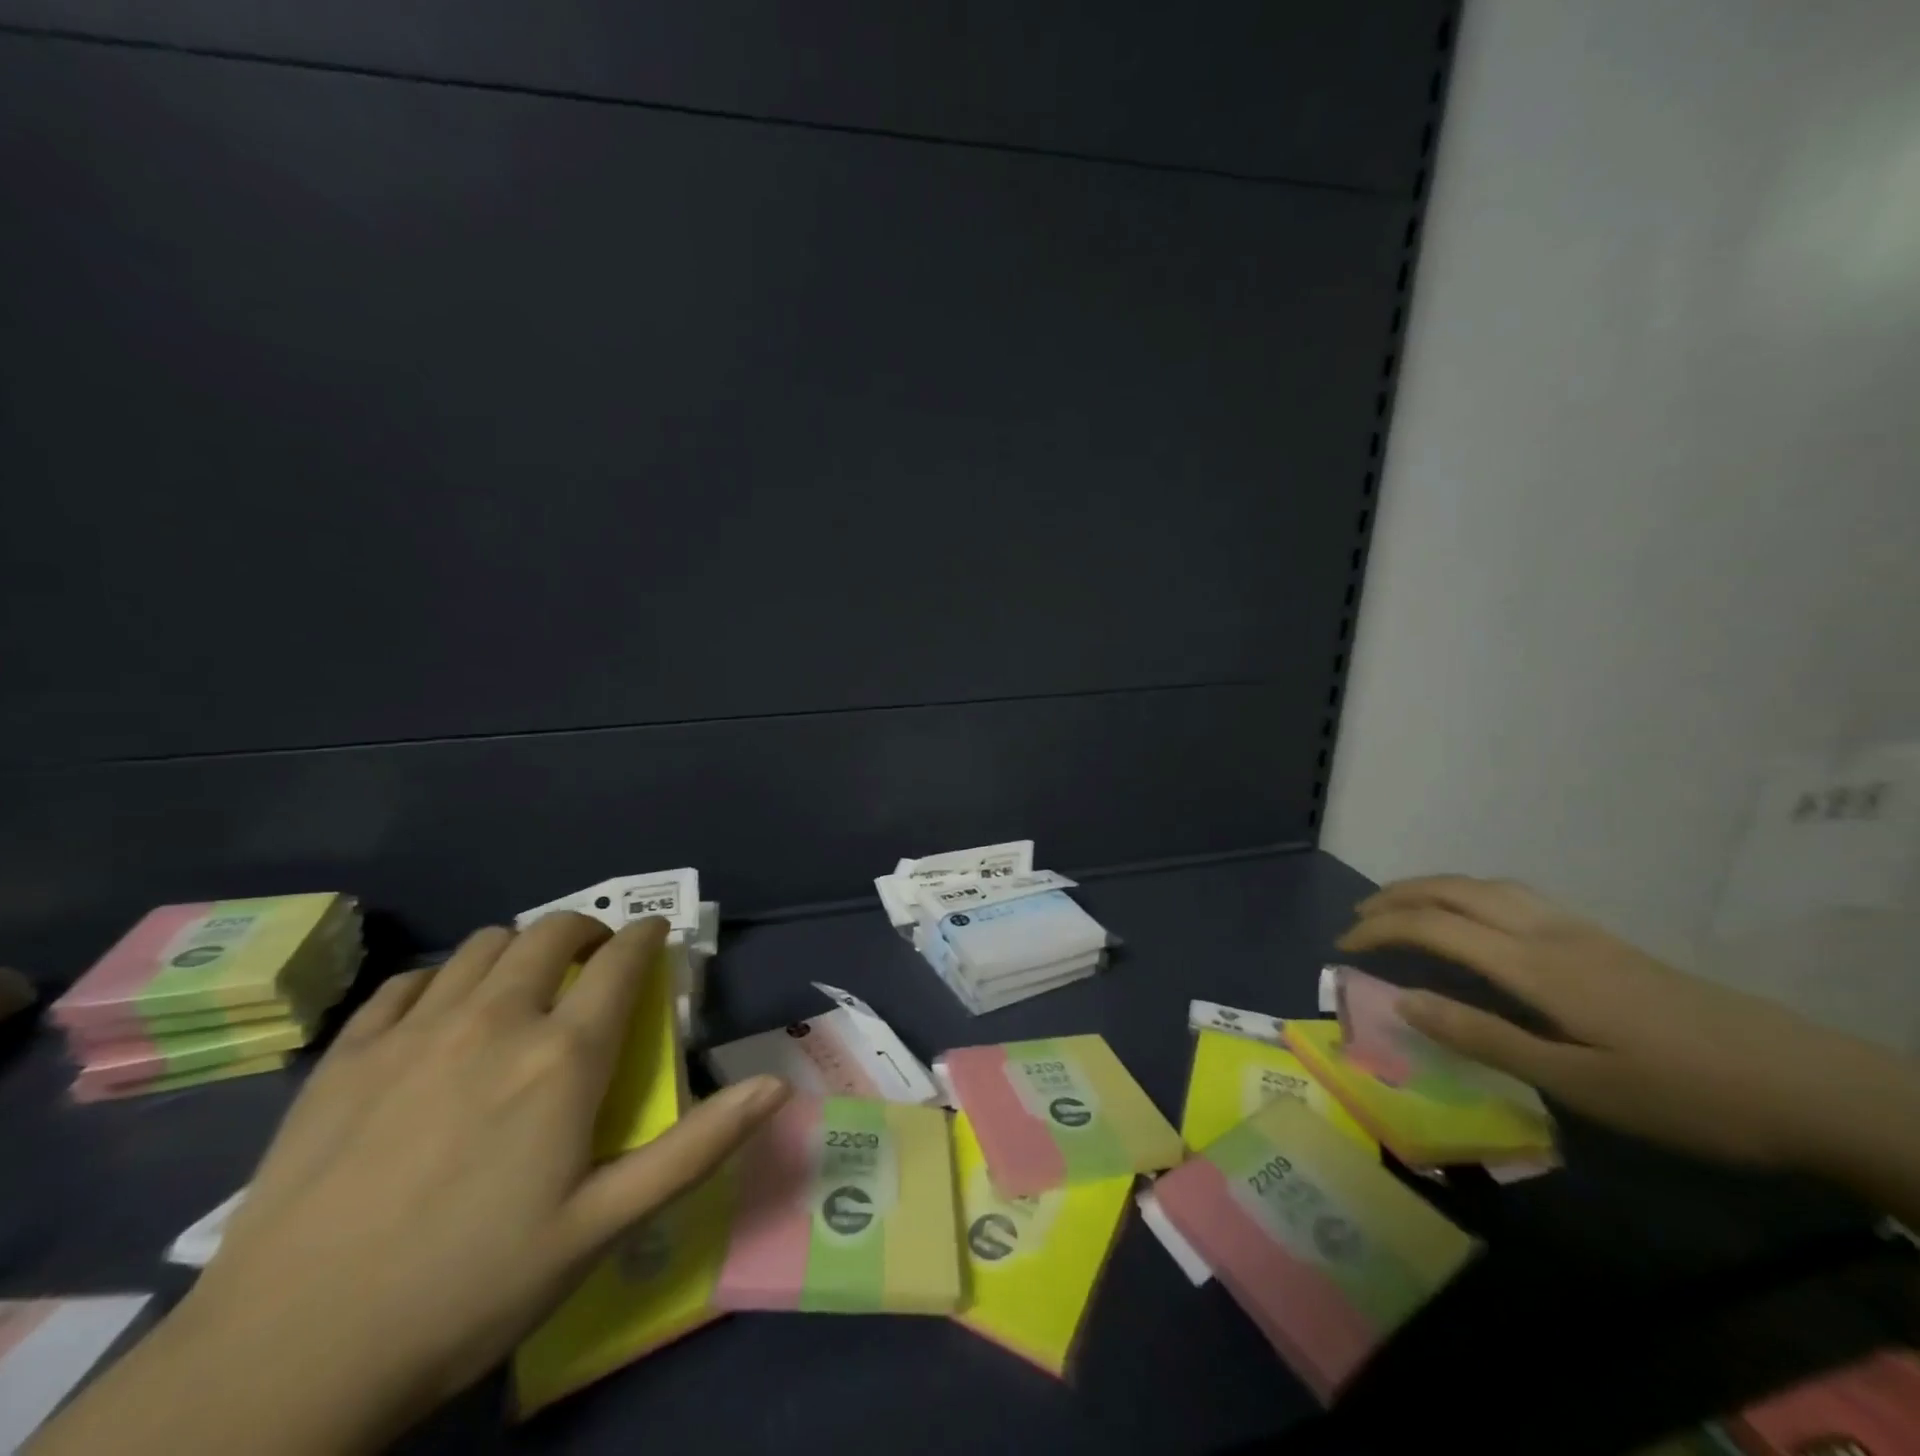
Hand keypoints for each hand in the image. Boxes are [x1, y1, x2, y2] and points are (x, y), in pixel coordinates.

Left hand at [35, 914, 787, 1455]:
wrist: (285, 1360)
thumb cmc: (471, 1288)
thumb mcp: (603, 1226)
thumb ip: (698, 1145)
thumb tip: (777, 1086)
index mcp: (562, 1056)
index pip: (621, 960)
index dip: (646, 936)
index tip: (656, 935)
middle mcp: (495, 1019)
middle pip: (552, 932)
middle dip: (586, 931)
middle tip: (595, 961)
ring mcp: (414, 1031)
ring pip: (484, 944)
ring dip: (519, 950)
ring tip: (523, 986)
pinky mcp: (347, 1055)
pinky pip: (409, 981)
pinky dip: (442, 980)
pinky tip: (440, 1017)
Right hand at [1337, 876, 1913, 1177]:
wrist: (1811, 1086)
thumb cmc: (1686, 1095)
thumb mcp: (1578, 1084)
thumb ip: (1484, 1038)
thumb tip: (1401, 1002)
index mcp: (1534, 965)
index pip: (1433, 927)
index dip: (1380, 928)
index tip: (1341, 946)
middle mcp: (1548, 933)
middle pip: (1455, 891)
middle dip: (1397, 897)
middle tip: (1358, 917)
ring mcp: (1579, 931)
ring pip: (1486, 885)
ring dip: (1432, 887)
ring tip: (1402, 906)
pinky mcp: (1603, 941)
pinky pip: (1514, 895)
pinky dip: (1470, 892)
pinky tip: (1476, 918)